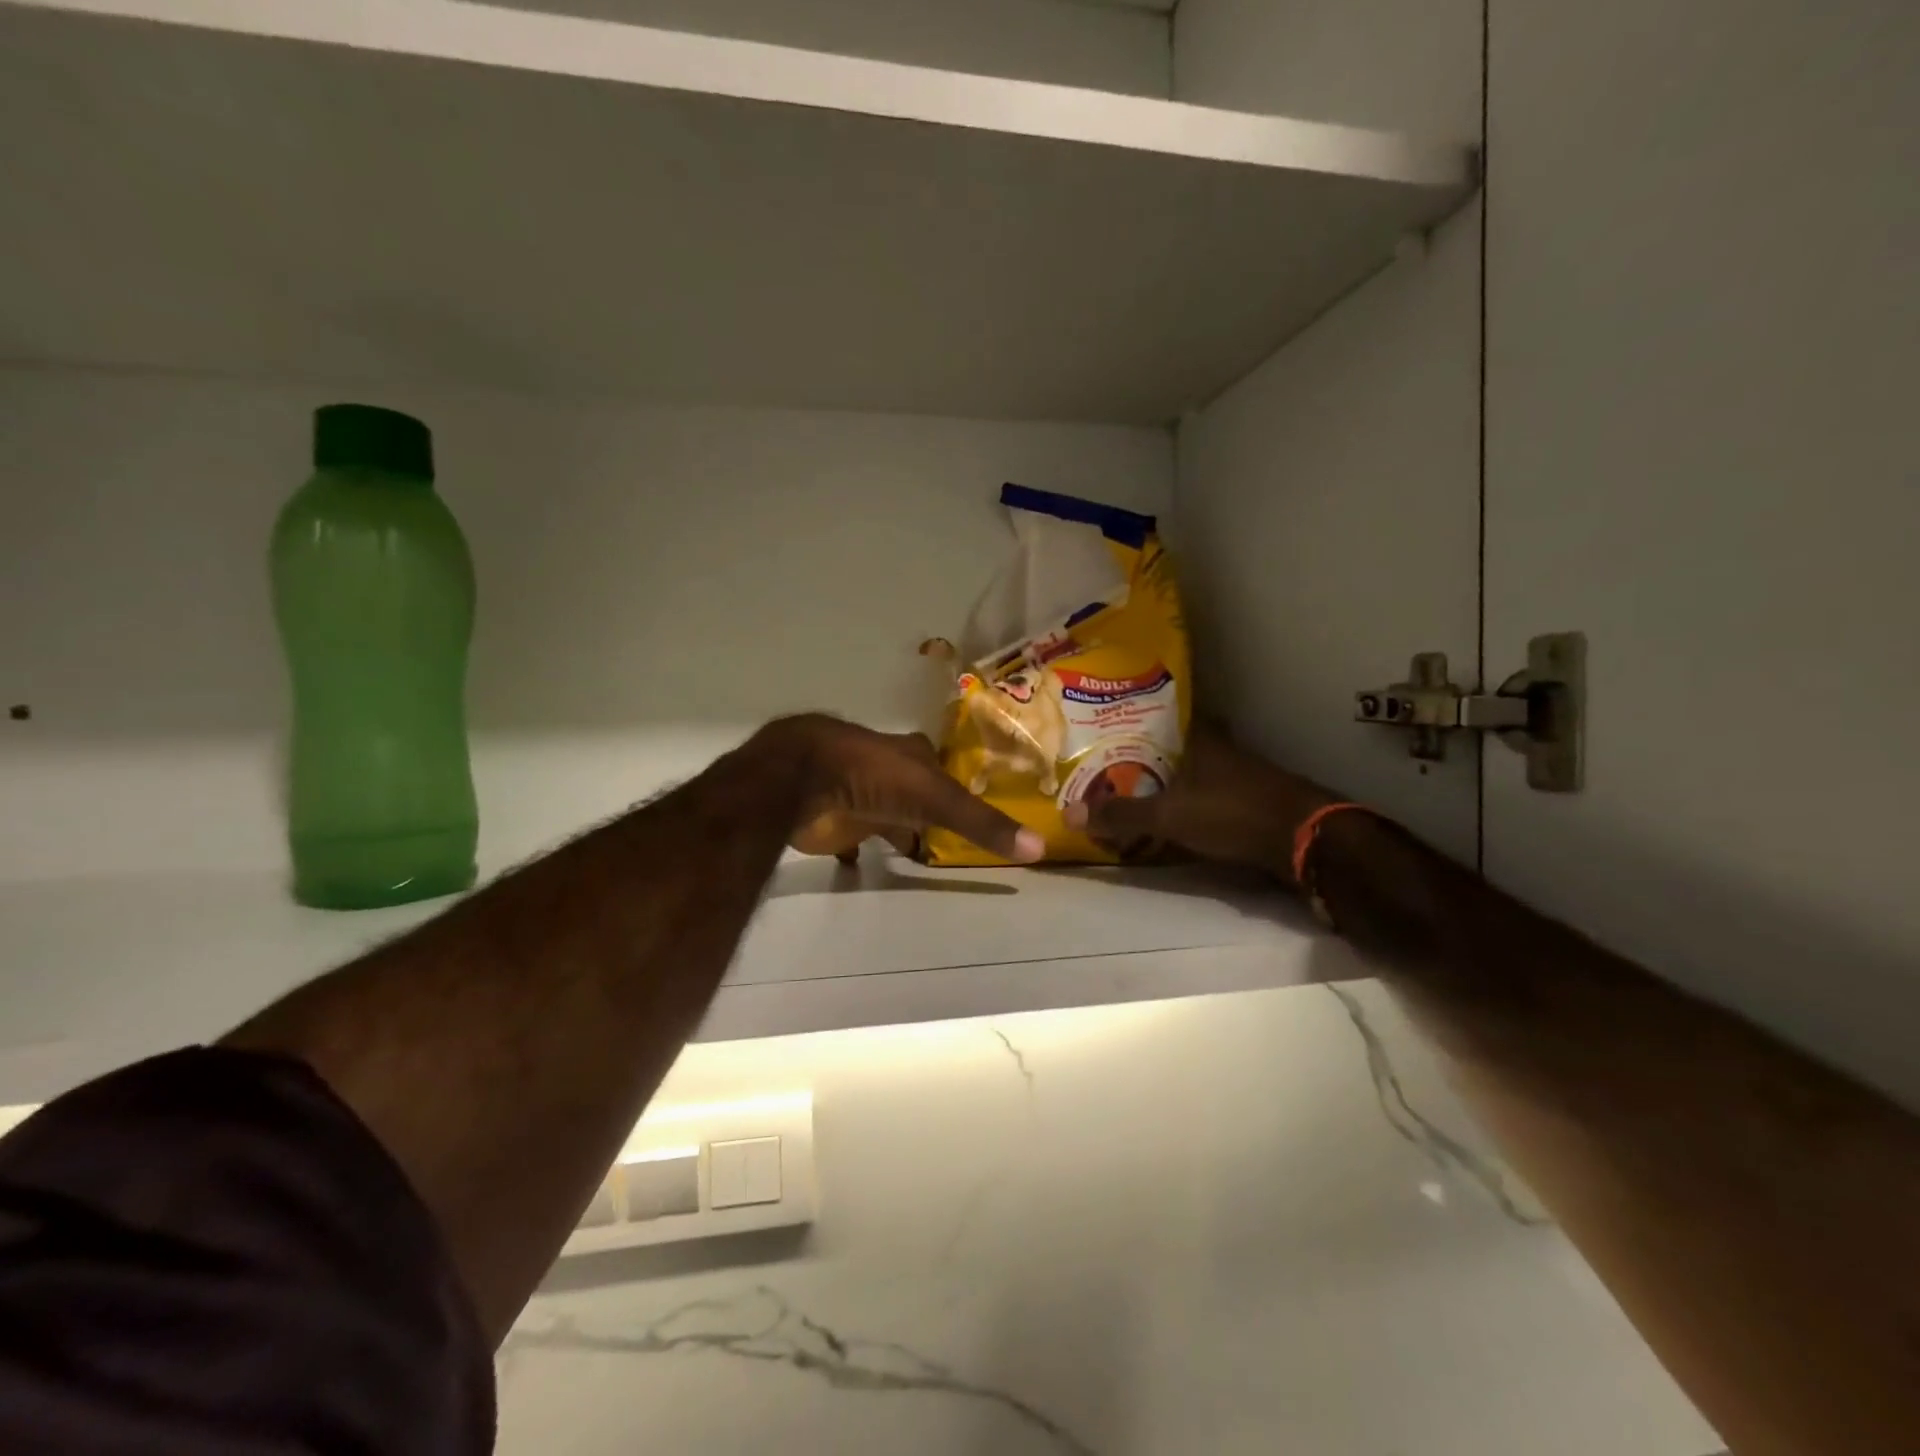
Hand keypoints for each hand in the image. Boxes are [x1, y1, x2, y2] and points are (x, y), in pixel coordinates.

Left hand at [766, 716, 1043, 864]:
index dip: (959, 786)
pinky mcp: (832, 819)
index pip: (946, 769)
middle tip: (949, 836)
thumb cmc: (875, 776)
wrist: (801, 777)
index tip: (974, 806)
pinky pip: (851, 837)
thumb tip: (1040, 847)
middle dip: (928, 809)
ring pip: (885, 813)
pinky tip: (862, 863)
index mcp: (914, 756)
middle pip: (916, 791)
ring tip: (918, 851)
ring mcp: (857, 792)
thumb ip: (982, 824)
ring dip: (897, 828)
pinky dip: (857, 849)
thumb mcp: (936, 799)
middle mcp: (888, 770)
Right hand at [1062, 727, 1334, 875]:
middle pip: (1180, 746)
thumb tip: (1068, 813)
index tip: (1114, 726)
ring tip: (1138, 791)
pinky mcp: (1255, 801)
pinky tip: (1177, 816)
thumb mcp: (1167, 816)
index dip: (1141, 719)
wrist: (1303, 839)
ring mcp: (1243, 775)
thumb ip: (1121, 815)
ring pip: (1198, 771)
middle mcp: (1223, 749)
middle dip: (1153, 754)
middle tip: (1117, 764)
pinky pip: (1212, 796)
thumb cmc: (1230, 813)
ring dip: (1174, 780)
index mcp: (1201, 739)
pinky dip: (1193, 803)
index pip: (1167, 716)